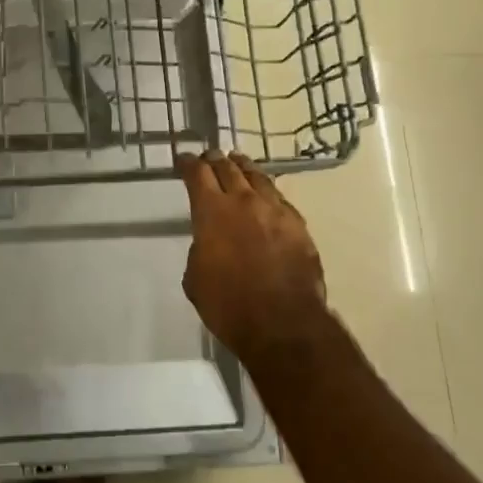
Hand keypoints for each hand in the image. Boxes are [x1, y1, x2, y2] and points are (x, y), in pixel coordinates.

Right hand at [176, 151, 328, 358]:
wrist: (283, 324)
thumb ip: (200, 249)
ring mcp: (276, 210)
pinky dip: (267, 191)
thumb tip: (209, 243)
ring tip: (238, 162)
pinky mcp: (299, 226)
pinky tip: (266, 195)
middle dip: (215, 160)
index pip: (196, 173)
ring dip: (244, 168)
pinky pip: (279, 198)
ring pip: (258, 177)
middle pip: (228, 168)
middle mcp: (244, 201)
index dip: (187, 163)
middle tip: (209, 157)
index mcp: (212, 211)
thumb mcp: (195, 277)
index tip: (182, 159)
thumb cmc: (229, 305)